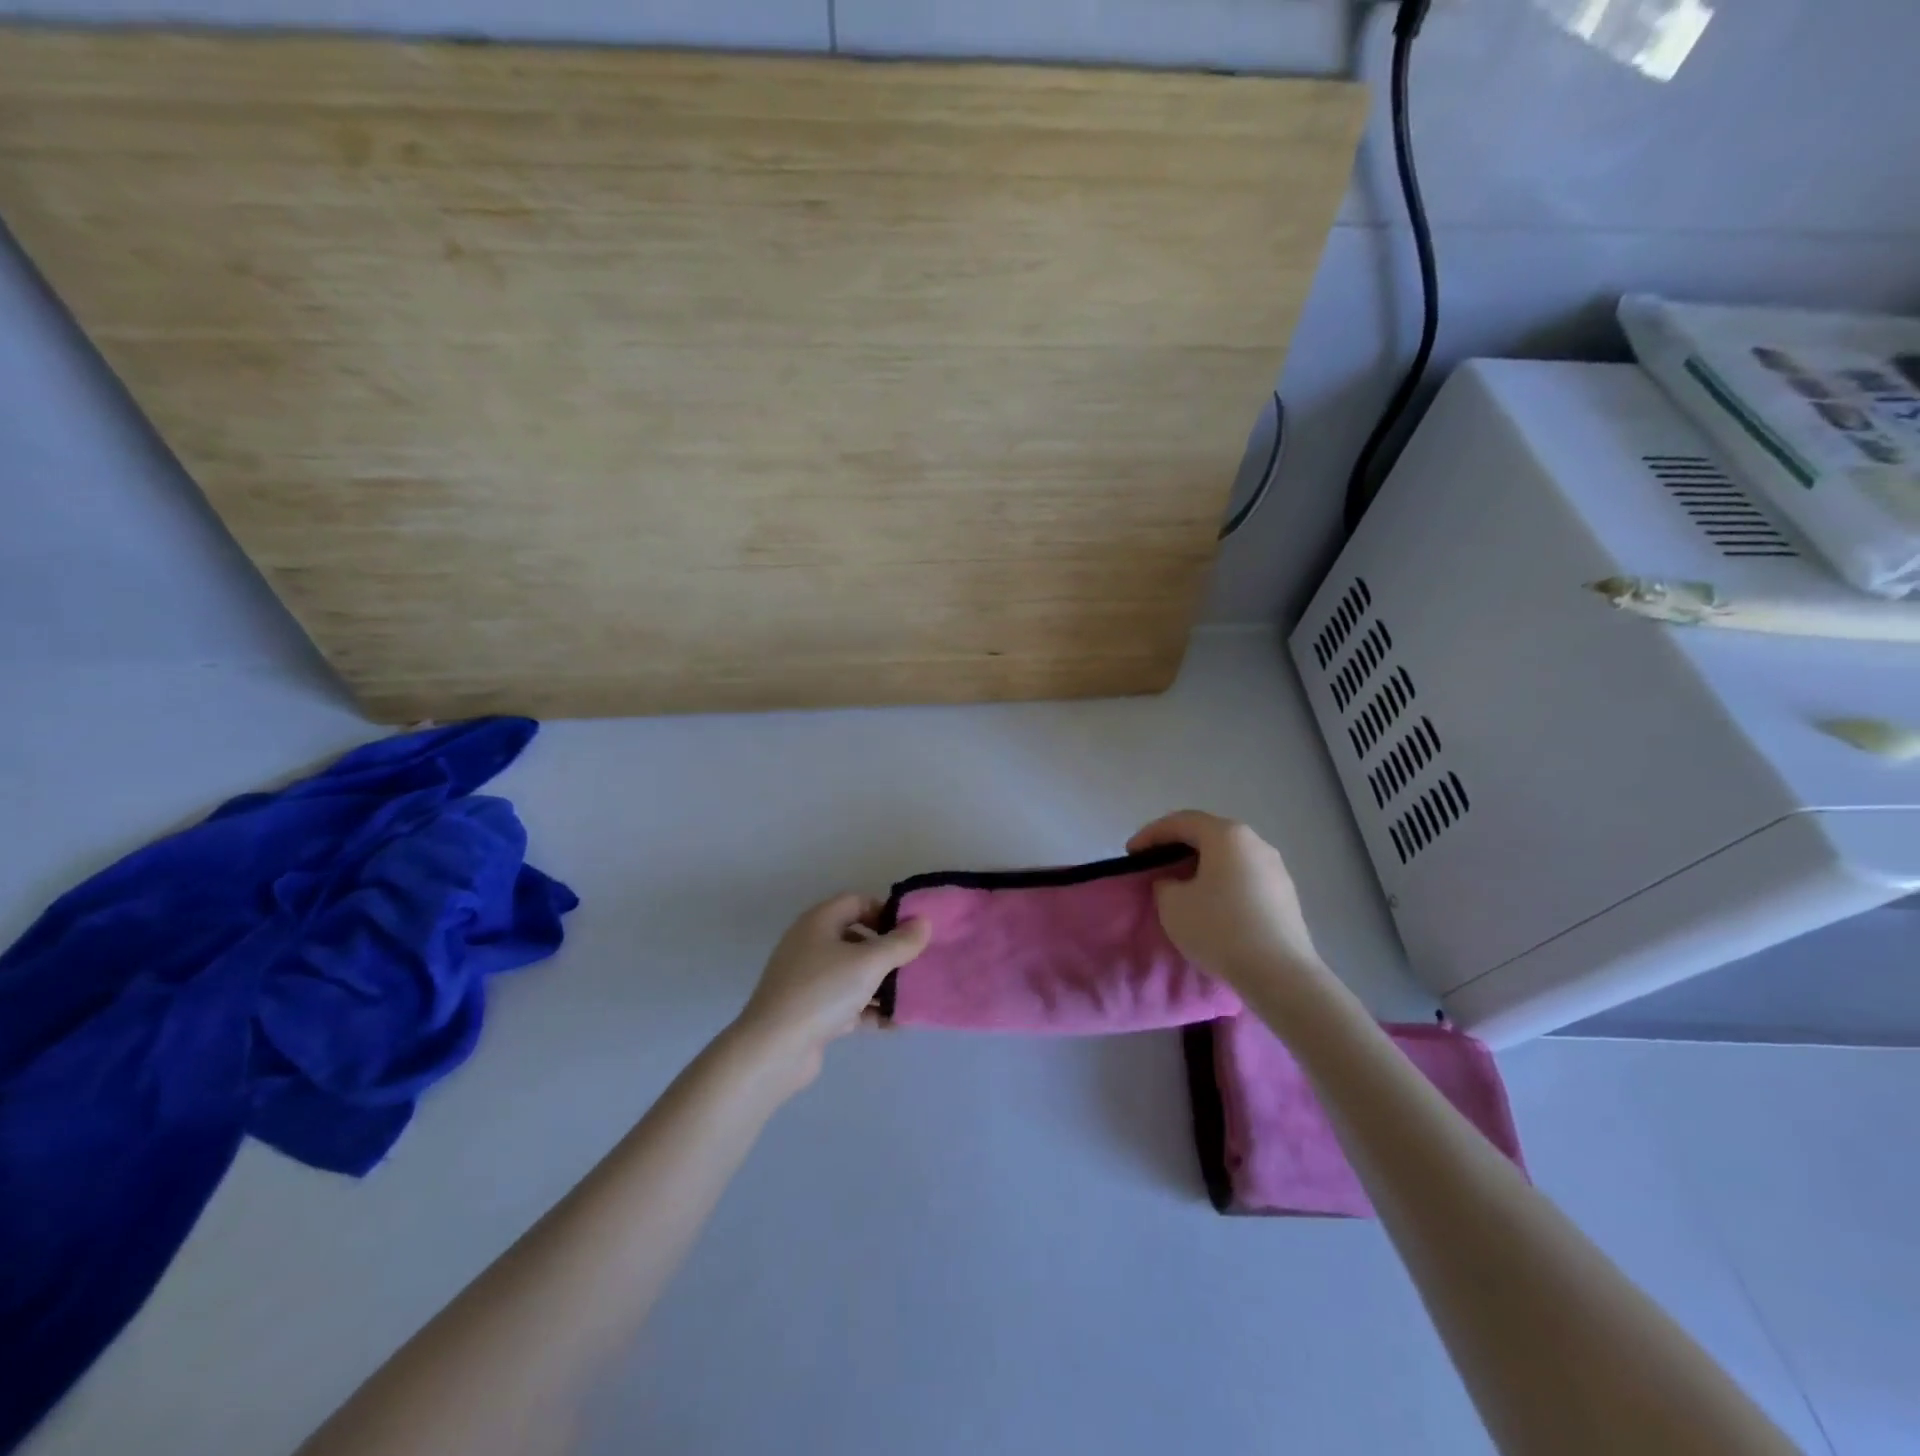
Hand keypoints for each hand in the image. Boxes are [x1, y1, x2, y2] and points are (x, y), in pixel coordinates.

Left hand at [732, 894, 930, 1087]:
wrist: (774, 1049)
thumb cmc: (822, 992)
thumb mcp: (868, 963)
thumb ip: (899, 943)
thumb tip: (923, 922)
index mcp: (819, 922)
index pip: (857, 902)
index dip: (885, 912)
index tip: (911, 932)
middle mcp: (811, 945)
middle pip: (857, 938)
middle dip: (888, 952)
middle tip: (916, 964)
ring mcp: (809, 980)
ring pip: (853, 973)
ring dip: (882, 984)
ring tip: (911, 996)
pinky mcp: (811, 1011)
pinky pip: (847, 1002)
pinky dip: (868, 1009)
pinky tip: (893, 1022)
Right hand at [1128, 810, 1325, 991]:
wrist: (1280, 974)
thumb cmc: (1220, 928)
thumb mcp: (1172, 904)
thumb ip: (1165, 883)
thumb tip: (1175, 882)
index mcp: (1227, 835)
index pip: (1180, 822)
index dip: (1151, 834)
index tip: (1130, 854)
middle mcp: (1255, 842)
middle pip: (1208, 835)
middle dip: (1177, 847)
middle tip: (1153, 864)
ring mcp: (1275, 868)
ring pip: (1228, 856)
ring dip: (1201, 866)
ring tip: (1180, 885)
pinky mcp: (1285, 894)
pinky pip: (1244, 876)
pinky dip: (1221, 882)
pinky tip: (1211, 904)